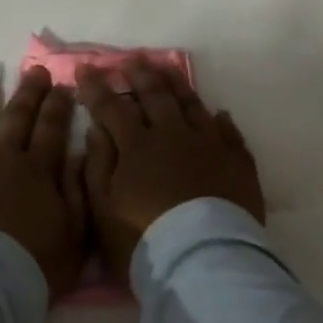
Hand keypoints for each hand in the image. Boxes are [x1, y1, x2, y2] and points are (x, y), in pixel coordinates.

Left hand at [0, 68, 86, 300]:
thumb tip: (77, 155)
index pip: (51, 129)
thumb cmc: (30, 268)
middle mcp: (0, 157)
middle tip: (35, 70)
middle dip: (28, 92)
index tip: (62, 85)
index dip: (58, 106)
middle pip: (16, 117)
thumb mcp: (74, 237)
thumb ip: (77, 193)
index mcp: (36, 171)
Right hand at [79, 62, 263, 285]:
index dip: (97, 87)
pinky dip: (221, 121)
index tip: (85, 67)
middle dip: (139, 74)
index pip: (112, 107)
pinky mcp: (237, 163)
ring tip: (168, 68)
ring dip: (177, 85)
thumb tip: (97, 129)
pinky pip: (229, 133)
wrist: (205, 264)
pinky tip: (219, 114)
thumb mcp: (104, 210)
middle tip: (132, 58)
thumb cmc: (144, 241)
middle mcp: (173, 135)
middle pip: (155, 96)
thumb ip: (98, 165)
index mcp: (137, 146)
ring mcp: (209, 145)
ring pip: (191, 105)